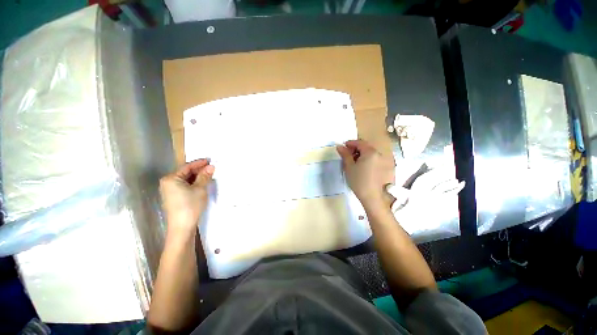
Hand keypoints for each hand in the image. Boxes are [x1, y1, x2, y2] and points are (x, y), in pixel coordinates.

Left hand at [159, 159, 214, 233]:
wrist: (182, 226)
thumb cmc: (190, 205)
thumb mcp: (200, 189)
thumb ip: (205, 176)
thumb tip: (211, 166)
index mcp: (171, 178)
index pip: (187, 167)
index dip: (199, 163)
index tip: (210, 160)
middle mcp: (168, 183)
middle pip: (185, 172)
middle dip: (199, 170)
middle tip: (212, 168)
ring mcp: (170, 190)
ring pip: (186, 179)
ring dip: (197, 177)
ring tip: (209, 174)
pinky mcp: (174, 197)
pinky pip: (185, 186)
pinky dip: (194, 183)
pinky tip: (202, 183)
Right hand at [336, 140, 394, 208]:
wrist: (372, 197)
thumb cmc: (358, 180)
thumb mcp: (349, 167)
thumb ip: (345, 155)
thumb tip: (339, 146)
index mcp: (370, 152)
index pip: (359, 142)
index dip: (350, 143)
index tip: (343, 147)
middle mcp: (379, 154)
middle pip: (366, 147)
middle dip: (355, 149)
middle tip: (347, 155)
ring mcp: (383, 161)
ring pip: (370, 153)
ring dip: (361, 154)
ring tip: (353, 161)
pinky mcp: (384, 168)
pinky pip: (374, 159)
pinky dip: (367, 159)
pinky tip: (361, 166)